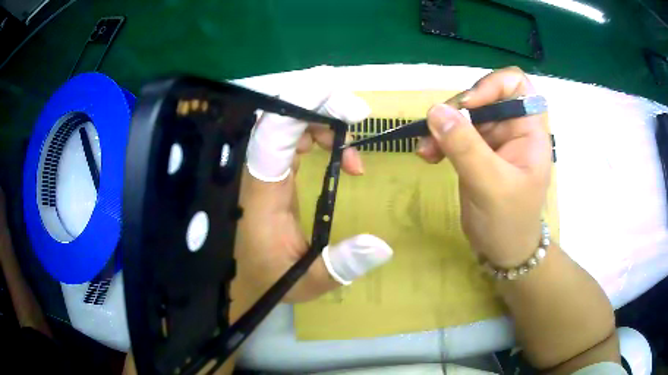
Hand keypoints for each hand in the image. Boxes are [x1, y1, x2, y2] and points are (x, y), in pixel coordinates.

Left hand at [233, 73, 392, 307]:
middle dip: (319, 104)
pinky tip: (339, 156)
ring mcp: (260, 167)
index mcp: (259, 191)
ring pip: (285, 120)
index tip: (346, 102)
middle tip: (357, 115)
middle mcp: (255, 170)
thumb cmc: (265, 280)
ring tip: (351, 154)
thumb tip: (384, 246)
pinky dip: (318, 134)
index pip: (273, 132)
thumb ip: (342, 265)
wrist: (238, 279)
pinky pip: (290, 136)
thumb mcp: (306, 280)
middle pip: (278, 114)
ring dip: (322, 121)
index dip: (304, 104)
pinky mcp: (268, 169)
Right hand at [417, 67, 551, 267]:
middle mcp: (513, 129)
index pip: (516, 85)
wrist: (503, 252)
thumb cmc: (509, 222)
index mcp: (529, 131)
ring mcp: (494, 140)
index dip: (491, 85)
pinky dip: (439, 140)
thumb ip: (466, 147)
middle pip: (483, 96)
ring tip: (426, 150)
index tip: (469, 106)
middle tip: (435, 129)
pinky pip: (455, 134)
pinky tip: (428, 156)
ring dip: (442, 127)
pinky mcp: (477, 152)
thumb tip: (435, 110)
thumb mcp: (490, 185)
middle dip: (457, 110)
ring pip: (465, 115)